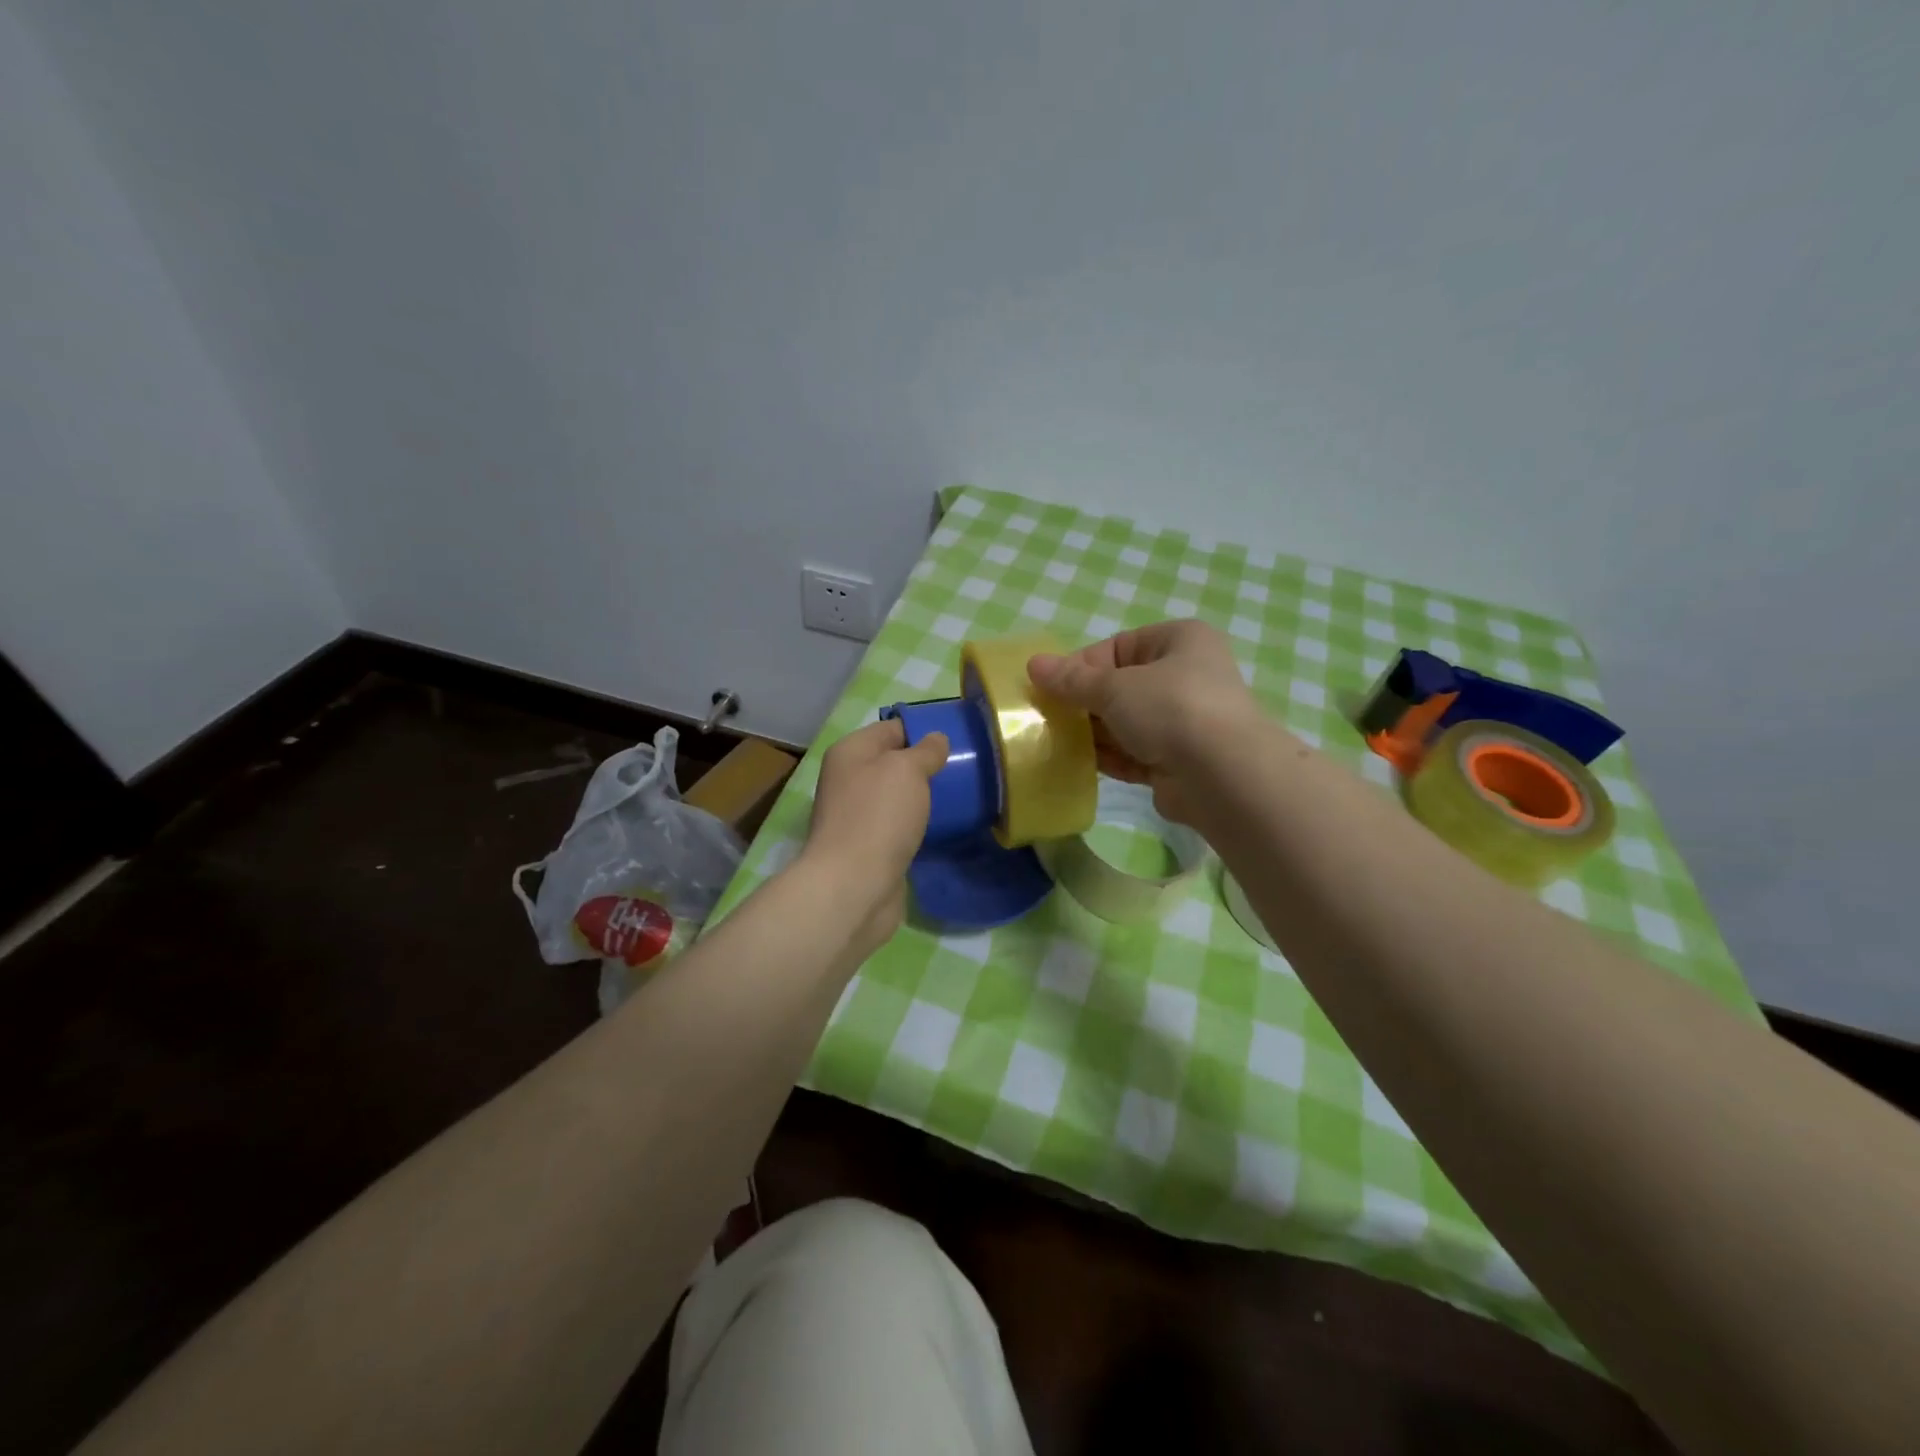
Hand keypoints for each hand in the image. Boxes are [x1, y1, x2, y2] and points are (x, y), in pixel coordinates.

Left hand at [799, 718, 948, 950]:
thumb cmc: (878, 817)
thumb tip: (937, 739)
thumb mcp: (907, 770)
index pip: (891, 728)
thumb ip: (925, 751)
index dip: (923, 730)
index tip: (958, 738)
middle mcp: (848, 780)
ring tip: (959, 797)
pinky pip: (898, 826)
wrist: (854, 886)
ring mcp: (857, 816)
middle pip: (893, 763)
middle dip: (925, 766)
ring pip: (896, 797)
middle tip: (964, 769)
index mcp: (850, 752)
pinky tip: (941, 827)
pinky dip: (917, 825)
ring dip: (922, 797)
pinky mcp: (869, 847)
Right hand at [1029, 619, 1263, 822]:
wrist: (1223, 776)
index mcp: (1180, 641)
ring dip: (1093, 733)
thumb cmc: (1170, 708)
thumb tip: (1033, 664)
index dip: (1079, 667)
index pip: (1117, 647)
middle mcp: (1187, 676)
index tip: (1048, 688)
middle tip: (1047, 718)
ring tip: (1055, 742)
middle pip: (1121, 686)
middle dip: (1084, 703)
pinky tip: (1078, 765)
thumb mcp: (1113, 687)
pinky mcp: (1179, 761)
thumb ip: (1071, 680)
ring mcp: (1186, 722)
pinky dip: (1110, 758)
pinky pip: (1135, 754)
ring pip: (1127, 723)